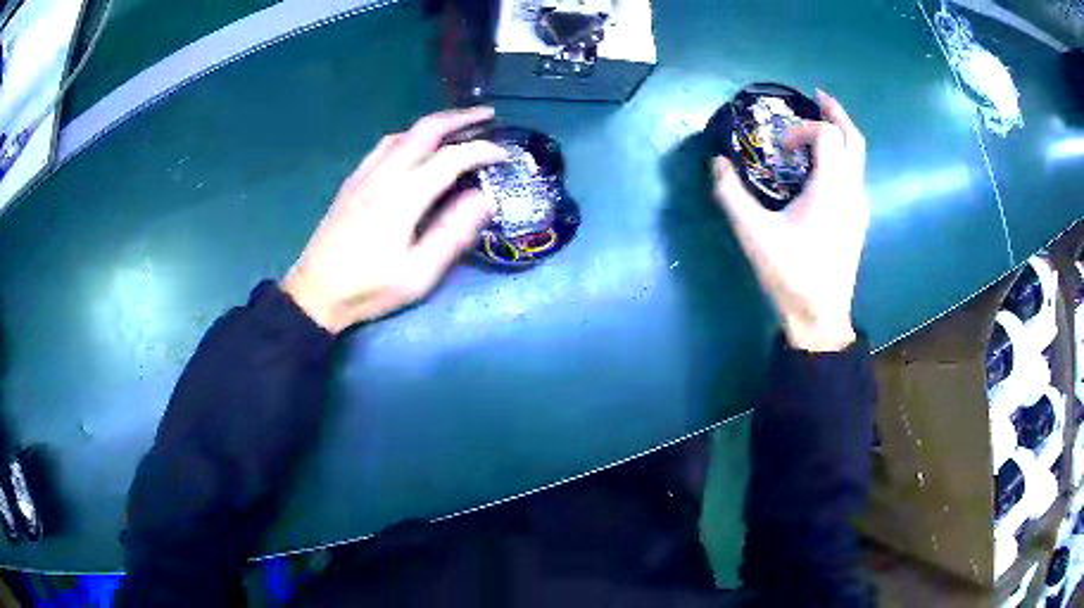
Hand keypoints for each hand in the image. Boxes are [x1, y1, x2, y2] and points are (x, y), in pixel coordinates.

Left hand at [282, 107, 507, 333]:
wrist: (315, 292)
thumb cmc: (369, 288)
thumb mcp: (418, 274)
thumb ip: (453, 234)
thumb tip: (484, 199)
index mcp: (403, 196)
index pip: (450, 158)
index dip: (482, 150)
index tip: (505, 154)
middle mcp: (384, 174)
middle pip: (426, 130)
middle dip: (461, 119)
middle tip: (488, 116)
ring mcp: (365, 174)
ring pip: (404, 133)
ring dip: (435, 124)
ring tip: (458, 127)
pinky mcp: (353, 181)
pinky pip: (385, 145)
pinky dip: (410, 135)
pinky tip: (416, 146)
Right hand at [712, 91, 869, 351]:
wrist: (820, 316)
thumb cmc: (791, 274)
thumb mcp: (754, 234)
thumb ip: (731, 194)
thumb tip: (717, 163)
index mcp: (831, 188)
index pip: (826, 135)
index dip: (802, 128)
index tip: (780, 144)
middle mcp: (852, 190)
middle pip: (854, 138)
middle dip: (836, 112)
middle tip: (817, 96)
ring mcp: (859, 206)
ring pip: (859, 156)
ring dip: (842, 133)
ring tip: (821, 123)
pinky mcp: (858, 219)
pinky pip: (855, 174)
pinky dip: (843, 156)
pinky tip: (825, 165)